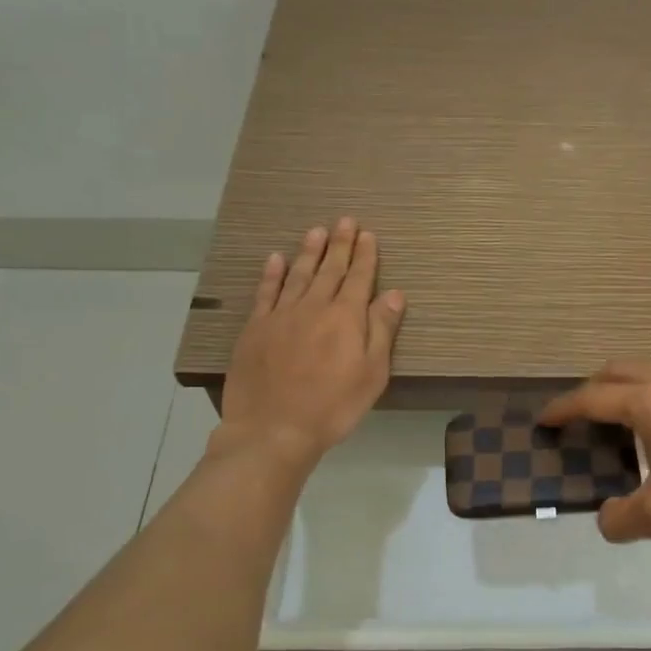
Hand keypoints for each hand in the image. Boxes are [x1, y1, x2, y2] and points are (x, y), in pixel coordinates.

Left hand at [217, 218, 405, 470]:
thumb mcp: (372, 374)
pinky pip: (265, 292)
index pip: (359, 278)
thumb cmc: (333, 407)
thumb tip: (394, 294)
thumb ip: (382, 330)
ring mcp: (281, 315)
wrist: (273, 429)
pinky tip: (275, 259)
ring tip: (316, 231)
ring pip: (298, 274)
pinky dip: (272, 274)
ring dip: (309, 252)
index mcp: (346, 317)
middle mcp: (314, 307)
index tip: (368, 234)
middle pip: (329, 269)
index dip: (365, 255)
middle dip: (340, 244)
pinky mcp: (255, 329)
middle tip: (345, 220)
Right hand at [538, 361, 650, 554]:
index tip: (544, 420)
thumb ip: (621, 518)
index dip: (563, 409)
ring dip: (626, 389)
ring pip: (650, 372)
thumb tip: (606, 520)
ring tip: (619, 423)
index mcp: (650, 402)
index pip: (592, 398)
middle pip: (619, 371)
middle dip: (592, 390)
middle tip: (578, 419)